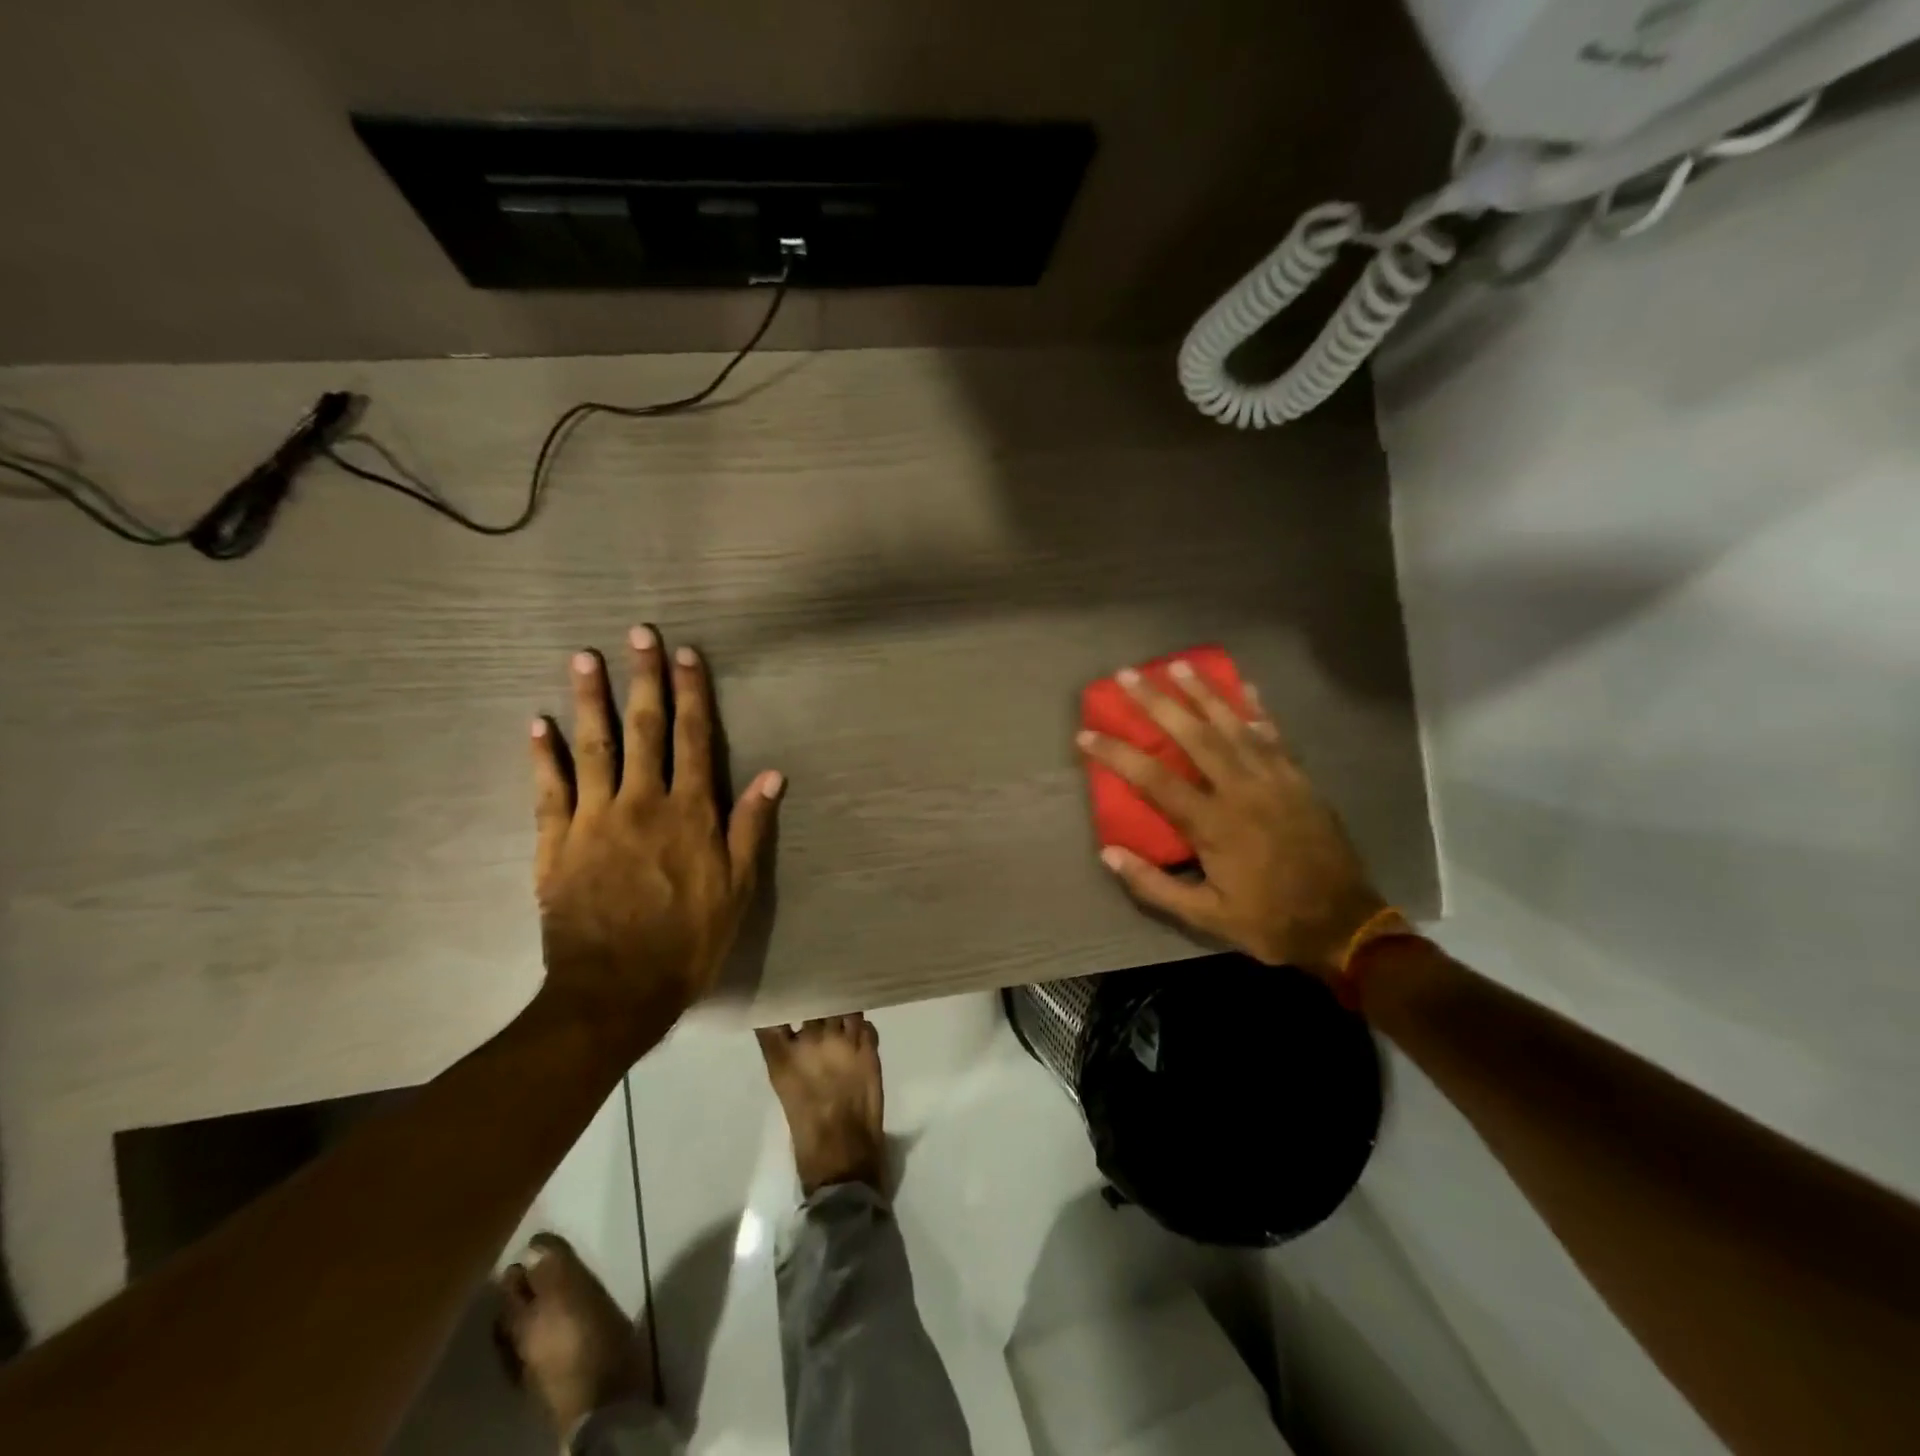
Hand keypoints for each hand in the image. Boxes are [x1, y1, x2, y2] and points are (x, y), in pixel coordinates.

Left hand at [529, 628, 781, 1054]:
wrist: (617, 989)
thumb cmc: (688, 940)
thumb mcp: (738, 888)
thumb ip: (749, 827)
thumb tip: (771, 775)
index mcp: (689, 813)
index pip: (693, 739)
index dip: (691, 694)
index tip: (687, 655)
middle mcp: (642, 803)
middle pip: (643, 729)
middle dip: (643, 678)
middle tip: (638, 634)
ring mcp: (593, 820)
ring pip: (592, 748)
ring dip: (589, 700)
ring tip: (583, 659)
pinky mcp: (555, 844)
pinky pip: (548, 791)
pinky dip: (542, 756)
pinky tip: (536, 724)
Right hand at [1077, 663, 1385, 978]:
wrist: (1343, 925)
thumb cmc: (1268, 921)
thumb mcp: (1206, 917)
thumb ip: (1154, 886)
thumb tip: (1108, 854)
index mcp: (1214, 825)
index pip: (1155, 779)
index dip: (1118, 754)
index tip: (1086, 734)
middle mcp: (1242, 791)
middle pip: (1193, 736)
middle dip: (1157, 702)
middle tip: (1128, 675)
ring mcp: (1276, 780)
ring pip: (1234, 725)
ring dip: (1204, 693)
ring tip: (1178, 665)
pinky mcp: (1300, 780)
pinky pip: (1275, 735)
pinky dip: (1258, 710)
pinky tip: (1246, 686)